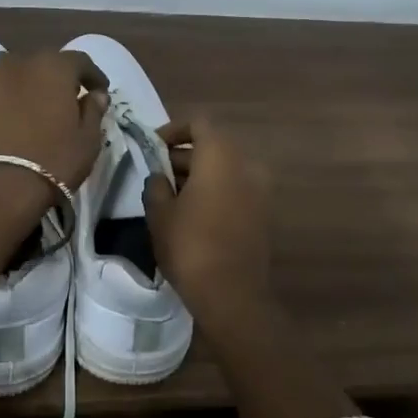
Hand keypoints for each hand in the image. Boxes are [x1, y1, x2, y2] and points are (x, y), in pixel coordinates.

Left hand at [0, 50, 108, 221]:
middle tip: (62, 99)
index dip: (92, 75)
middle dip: (54, 76)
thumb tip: (95, 94)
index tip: (99, 91)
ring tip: (22, 100)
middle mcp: (18, 65)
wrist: (1, 189)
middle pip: (40, 61)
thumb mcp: (88, 140)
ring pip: (2, 67)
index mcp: (53, 68)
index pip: (80, 61)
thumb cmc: (54, 162)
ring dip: (15, 79)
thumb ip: (93, 111)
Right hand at [142, 117, 272, 326]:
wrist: (232, 295)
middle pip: (213, 145)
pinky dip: (216, 190)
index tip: (153, 148)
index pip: (198, 123)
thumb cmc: (190, 245)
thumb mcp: (159, 213)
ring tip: (171, 196)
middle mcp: (246, 164)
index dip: (173, 130)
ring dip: (199, 174)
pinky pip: (236, 188)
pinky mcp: (264, 212)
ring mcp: (260, 189)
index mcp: (221, 155)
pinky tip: (193, 213)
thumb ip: (156, 185)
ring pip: (225, 168)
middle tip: (158, 174)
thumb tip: (160, 176)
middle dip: (184, 155)